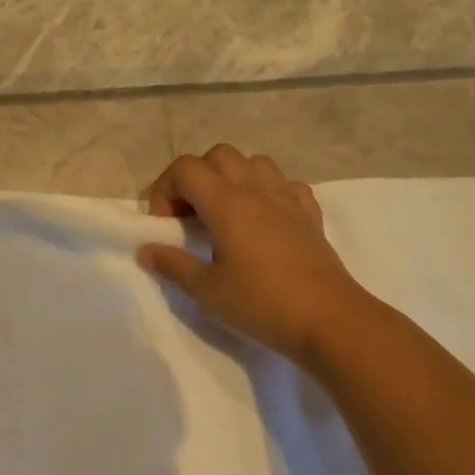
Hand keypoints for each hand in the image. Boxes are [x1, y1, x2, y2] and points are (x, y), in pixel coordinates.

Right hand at [139, 146, 368, 367]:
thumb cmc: (261, 303)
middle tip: (190, 217)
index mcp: (226, 203)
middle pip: (218, 155)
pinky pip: (283, 183)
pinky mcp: (309, 212)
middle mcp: (256, 189)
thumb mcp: (206, 290)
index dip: (165, 189)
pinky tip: (262, 220)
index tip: (165, 225)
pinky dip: (265, 192)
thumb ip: (173, 265)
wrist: (328, 319)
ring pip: (253, 162)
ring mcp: (287, 197)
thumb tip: (146, 250)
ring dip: (231, 178)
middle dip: (195, 178)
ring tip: (224, 214)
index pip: (185, 168)